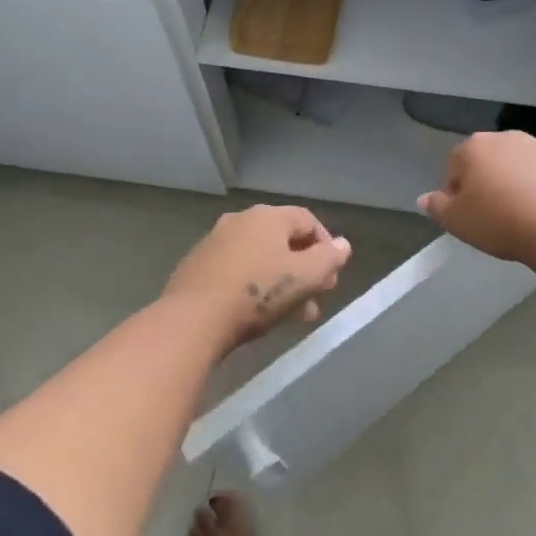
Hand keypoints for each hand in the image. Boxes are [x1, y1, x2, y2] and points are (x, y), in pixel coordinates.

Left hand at [163, 205, 352, 351]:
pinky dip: (254, 285)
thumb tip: (343, 245)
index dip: (327, 246)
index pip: (308, 220)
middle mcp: (241, 220)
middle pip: (283, 240)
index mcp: (268, 216)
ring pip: (260, 257)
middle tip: (316, 297)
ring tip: (293, 314)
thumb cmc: (257, 294)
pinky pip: (237, 270)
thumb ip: (329, 259)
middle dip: (305, 269)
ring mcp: (215, 241)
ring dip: (281, 281)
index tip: (332, 276)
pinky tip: (258, 313)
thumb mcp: (304, 278)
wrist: (192, 319)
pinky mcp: (198, 265)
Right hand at [419, 132, 535, 265]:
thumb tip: (424, 198)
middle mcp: (503, 137)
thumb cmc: (499, 222)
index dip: (455, 192)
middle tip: (491, 213)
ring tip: (521, 208)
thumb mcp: (457, 222)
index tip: (465, 216)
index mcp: (472, 148)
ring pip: (518, 158)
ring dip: (515, 175)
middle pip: (486, 158)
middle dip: (485, 179)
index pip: (453, 167)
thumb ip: (437, 207)